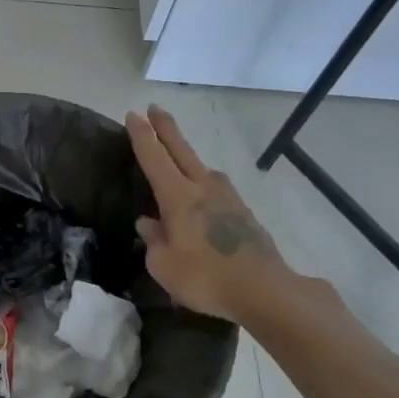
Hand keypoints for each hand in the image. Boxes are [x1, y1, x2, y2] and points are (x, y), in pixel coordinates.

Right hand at [127, 105, 319, 325]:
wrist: (265, 289)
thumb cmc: (205, 277)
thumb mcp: (164, 265)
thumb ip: (153, 240)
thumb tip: (148, 223)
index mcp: (178, 196)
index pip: (154, 157)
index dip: (142, 136)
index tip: (133, 115)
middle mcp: (203, 187)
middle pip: (181, 150)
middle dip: (166, 128)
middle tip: (154, 108)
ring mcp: (227, 198)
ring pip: (202, 168)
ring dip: (187, 156)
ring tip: (177, 157)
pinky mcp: (243, 213)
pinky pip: (216, 188)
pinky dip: (203, 183)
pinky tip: (202, 196)